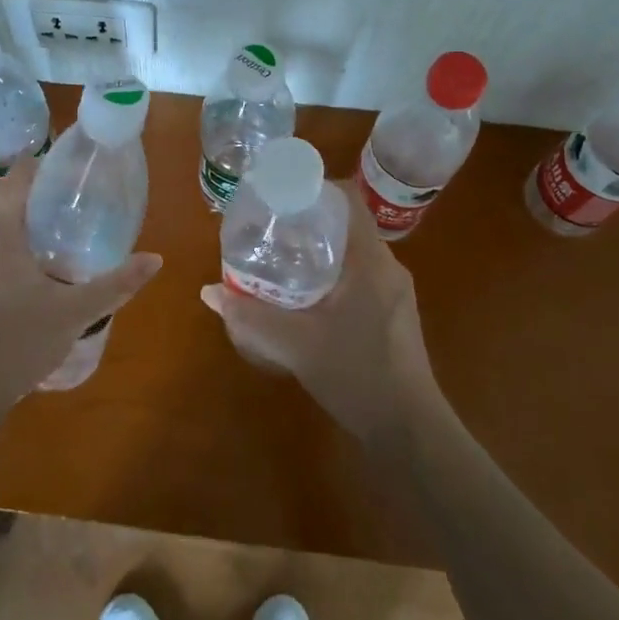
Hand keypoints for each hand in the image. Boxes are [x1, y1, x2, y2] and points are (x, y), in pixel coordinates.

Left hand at [0, 158, 162, 410]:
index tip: (69, 168)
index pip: (14, 178)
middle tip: (68, 193)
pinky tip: (33, 260)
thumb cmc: (17, 342)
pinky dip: (7, 235)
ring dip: (16, 212)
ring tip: (55, 221)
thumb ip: (115, 284)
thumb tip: (155, 260)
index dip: (40, 165)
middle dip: (30, 187)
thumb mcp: (74, 312)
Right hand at [201, 182, 441, 440]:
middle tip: (269, 227)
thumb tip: (209, 292)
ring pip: (351, 252)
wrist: (409, 432)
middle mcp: (387, 267)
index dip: (314, 188)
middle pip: (346, 224)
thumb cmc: (357, 375)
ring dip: (317, 250)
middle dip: (307, 221)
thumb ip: (251, 317)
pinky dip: (330, 274)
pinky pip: (359, 275)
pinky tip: (304, 296)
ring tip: (279, 258)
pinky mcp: (392, 314)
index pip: (348, 200)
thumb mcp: (295, 345)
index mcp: (370, 260)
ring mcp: (394, 292)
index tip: (280, 194)